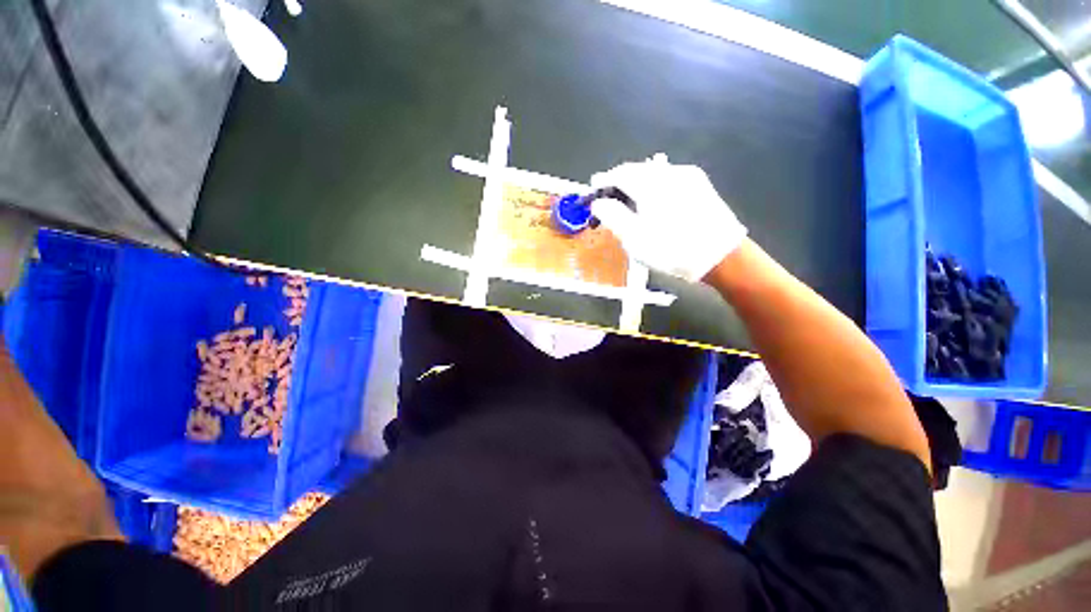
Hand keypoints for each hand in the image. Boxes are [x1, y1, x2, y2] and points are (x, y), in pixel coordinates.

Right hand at [589, 155, 746, 281]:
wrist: (721, 256)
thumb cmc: (671, 249)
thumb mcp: (634, 238)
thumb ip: (612, 216)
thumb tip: (598, 202)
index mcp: (650, 183)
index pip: (619, 174)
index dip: (602, 182)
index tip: (592, 191)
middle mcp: (668, 172)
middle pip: (635, 171)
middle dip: (618, 184)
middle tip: (608, 202)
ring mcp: (687, 175)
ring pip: (651, 175)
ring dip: (635, 186)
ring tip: (628, 206)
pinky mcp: (698, 184)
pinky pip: (667, 179)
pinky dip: (652, 188)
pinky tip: (651, 205)